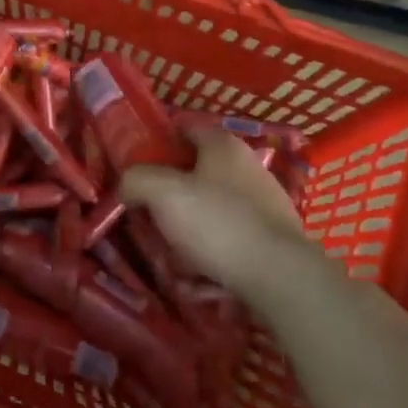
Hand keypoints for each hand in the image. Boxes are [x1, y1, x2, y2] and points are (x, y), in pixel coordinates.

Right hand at [119, 128, 307, 296]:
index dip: (157, 142)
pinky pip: (229, 241)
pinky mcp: (273, 239)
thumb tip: (126, 186)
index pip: (184, 128)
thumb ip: (135, 180)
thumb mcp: (161, 193)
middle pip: (196, 173)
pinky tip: (198, 279)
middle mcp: (247, 167)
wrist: (281, 278)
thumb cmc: (217, 223)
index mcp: (222, 145)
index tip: (136, 166)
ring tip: (171, 258)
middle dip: (169, 196)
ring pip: (210, 211)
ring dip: (188, 231)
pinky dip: (210, 255)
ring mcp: (264, 204)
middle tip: (148, 218)